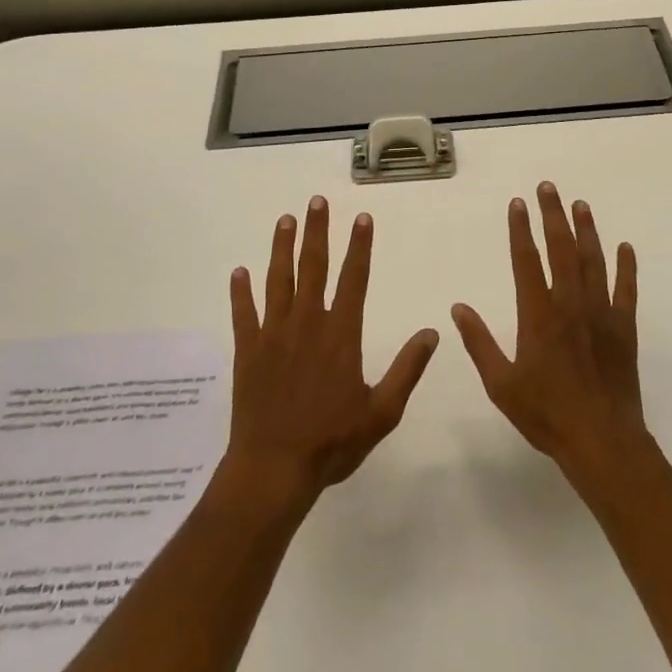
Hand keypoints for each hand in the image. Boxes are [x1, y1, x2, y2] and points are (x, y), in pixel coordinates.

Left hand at [226, 196, 438, 509]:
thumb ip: (407, 370)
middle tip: (317, 201)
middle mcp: (307, 324)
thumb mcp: (382, 412)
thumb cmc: (332, 442)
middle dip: (318, 232)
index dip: (359, 246)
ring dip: (282, 248)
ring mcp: (274, 335)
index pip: (354, 279)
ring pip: (278, 281)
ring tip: (285, 220)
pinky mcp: (248, 351)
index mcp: (341, 335)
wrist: (274, 469)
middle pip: (313, 267)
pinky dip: (240, 292)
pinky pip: (243, 314)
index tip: (362, 218)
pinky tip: (239, 272)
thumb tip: (432, 333)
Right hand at [452, 182, 647, 480]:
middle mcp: (570, 304)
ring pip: (593, 261)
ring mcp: (600, 314)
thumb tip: (458, 308)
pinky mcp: (624, 328)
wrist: (601, 442)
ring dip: (587, 231)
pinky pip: (626, 290)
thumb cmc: (546, 415)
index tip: (518, 203)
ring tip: (581, 205)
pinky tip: (625, 247)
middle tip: (548, 187)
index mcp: (538, 315)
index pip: (526, 260)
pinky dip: (626, 267)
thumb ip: (480, 343)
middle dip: (553, 215)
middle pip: (561, 249)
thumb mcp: (501, 385)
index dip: (521, 229)